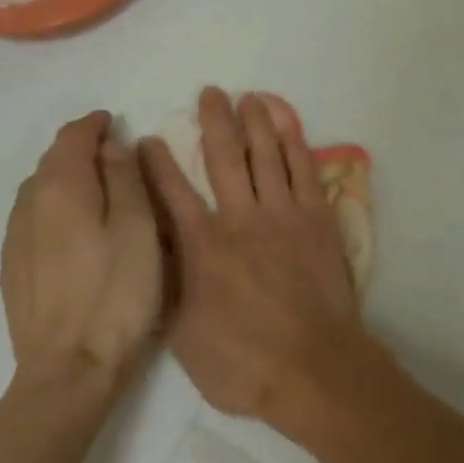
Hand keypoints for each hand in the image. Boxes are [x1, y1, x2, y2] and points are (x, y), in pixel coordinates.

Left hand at [0, 111, 162, 397]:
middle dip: (80, 149)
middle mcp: (28, 204)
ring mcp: (15, 239)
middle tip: (113, 155)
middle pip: (52, 160)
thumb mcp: (139, 226)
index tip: (114, 123)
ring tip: (96, 189)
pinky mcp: (12, 269)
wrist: (69, 370)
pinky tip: (73, 227)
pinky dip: (53, 206)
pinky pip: (32, 217)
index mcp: (61, 187)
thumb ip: (124, 177)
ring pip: (38, 189)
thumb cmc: (117, 292)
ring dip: (65, 177)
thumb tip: (111, 145)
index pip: (72, 137)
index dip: (94, 125)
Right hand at [140, 89, 363, 427]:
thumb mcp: (183, 336)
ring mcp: (283, 213)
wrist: (314, 369)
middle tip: (209, 93)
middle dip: (213, 122)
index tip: (146, 138)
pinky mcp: (317, 217)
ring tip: (247, 96)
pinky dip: (294, 140)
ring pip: (265, 154)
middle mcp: (241, 218)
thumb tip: (153, 249)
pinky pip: (303, 168)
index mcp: (203, 247)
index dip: (157, 163)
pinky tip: (287, 122)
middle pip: (224, 157)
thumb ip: (167, 285)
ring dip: (255, 121)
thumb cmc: (243, 363)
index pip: (172, 193)